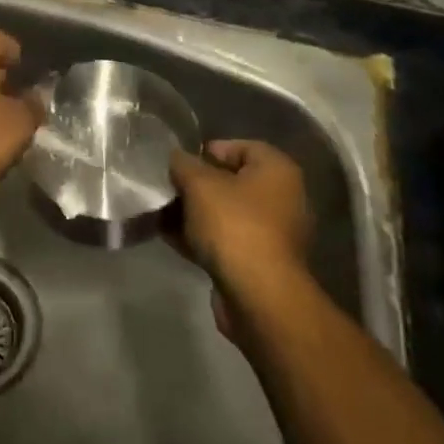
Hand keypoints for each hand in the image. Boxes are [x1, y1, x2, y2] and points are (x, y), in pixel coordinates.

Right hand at [170, 140, 313, 338]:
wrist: (258, 297)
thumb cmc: (234, 225)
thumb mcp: (199, 184)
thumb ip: (184, 164)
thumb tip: (176, 158)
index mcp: (277, 170)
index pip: (242, 147)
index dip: (209, 150)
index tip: (181, 162)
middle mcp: (282, 198)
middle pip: (232, 182)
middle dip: (197, 185)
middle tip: (168, 187)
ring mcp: (273, 235)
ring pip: (226, 214)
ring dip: (195, 213)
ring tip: (161, 213)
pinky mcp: (260, 264)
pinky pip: (226, 241)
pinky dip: (202, 238)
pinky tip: (171, 238)